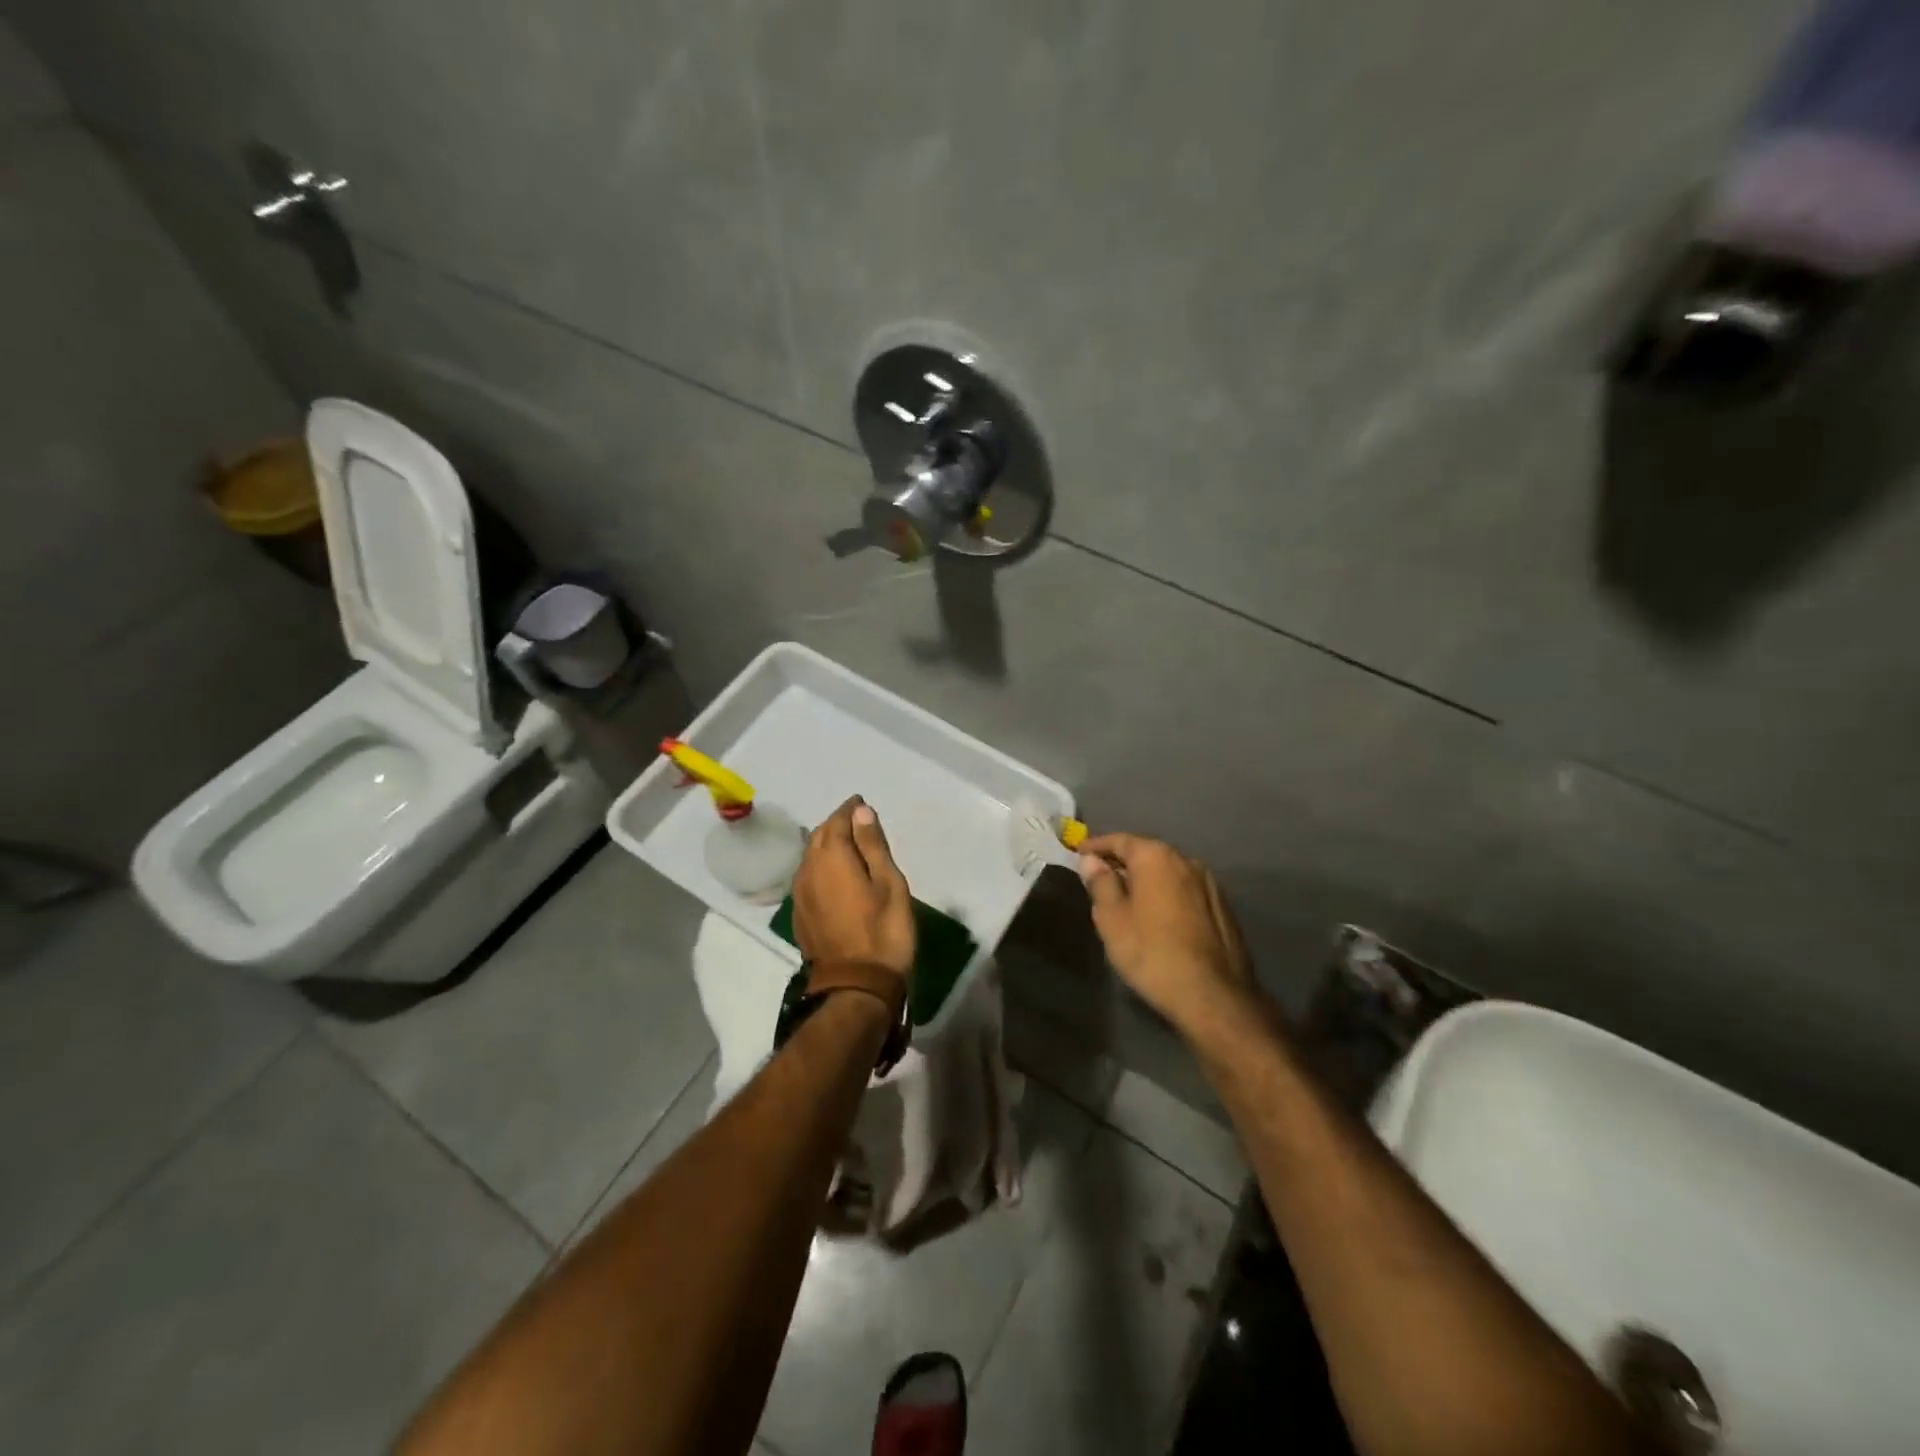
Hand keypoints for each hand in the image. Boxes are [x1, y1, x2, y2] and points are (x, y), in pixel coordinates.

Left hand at [792, 797, 915, 980]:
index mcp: (833, 857)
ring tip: (849, 847)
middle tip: (858, 823)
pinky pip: (808, 877)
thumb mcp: (889, 884)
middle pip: (820, 836)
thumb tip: (860, 811)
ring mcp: (800, 893)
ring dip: (827, 846)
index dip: (850, 810)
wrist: (855, 986)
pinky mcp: (800, 913)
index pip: (838, 820)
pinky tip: (836, 876)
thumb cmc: (883, 931)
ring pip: (811, 856)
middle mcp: (809, 869)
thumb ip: (872, 845)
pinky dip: (821, 867)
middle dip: (837, 824)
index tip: (862, 804)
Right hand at [1077, 834, 1254, 1032]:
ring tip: (1128, 897)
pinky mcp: (1223, 908)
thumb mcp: (1112, 919)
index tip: (1079, 852)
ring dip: (1147, 879)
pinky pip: (1185, 891)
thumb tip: (1092, 861)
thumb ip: (1101, 883)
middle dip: (1123, 862)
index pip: (1120, 840)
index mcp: (1156, 857)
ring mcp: (1210, 884)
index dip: (1097, 846)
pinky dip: (1167, 895)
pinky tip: (1158, 916)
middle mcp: (1186, 861)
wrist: (1214, 996)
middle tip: (1100, 876)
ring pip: (1168, 873)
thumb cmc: (1152, 953)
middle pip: (1147, 853)